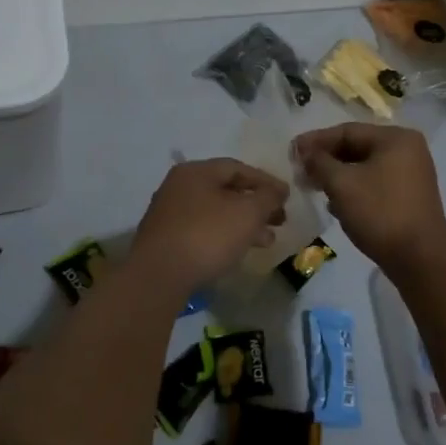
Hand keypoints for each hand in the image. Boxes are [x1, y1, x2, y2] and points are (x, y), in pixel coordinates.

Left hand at [130, 159, 288, 293]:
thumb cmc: (207, 235)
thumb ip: (267, 197)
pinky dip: (225, 236)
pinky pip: (203, 230)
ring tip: (267, 241)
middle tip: (280, 220)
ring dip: (244, 224)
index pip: (238, 168)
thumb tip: (277, 190)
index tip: (287, 197)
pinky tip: (238, 251)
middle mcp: (179, 187)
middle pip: (227, 190)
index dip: (266, 181)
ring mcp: (170, 214)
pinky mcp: (166, 240)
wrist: (158, 277)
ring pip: (216, 213)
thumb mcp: (248, 212)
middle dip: (257, 205)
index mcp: (196, 172)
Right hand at [295, 124, 445, 273]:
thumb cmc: (380, 213)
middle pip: (357, 147)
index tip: (292, 152)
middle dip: (326, 160)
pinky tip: (336, 205)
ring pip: (365, 167)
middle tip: (300, 172)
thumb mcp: (342, 184)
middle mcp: (408, 150)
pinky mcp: (409, 197)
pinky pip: (375, 183)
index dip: (316, 140)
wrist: (420, 258)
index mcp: (396, 138)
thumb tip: (304, 152)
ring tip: (314, 188)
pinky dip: (354, 189)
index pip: (348, 131)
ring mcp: (411, 174)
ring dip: (338, 176)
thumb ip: (319, 163)